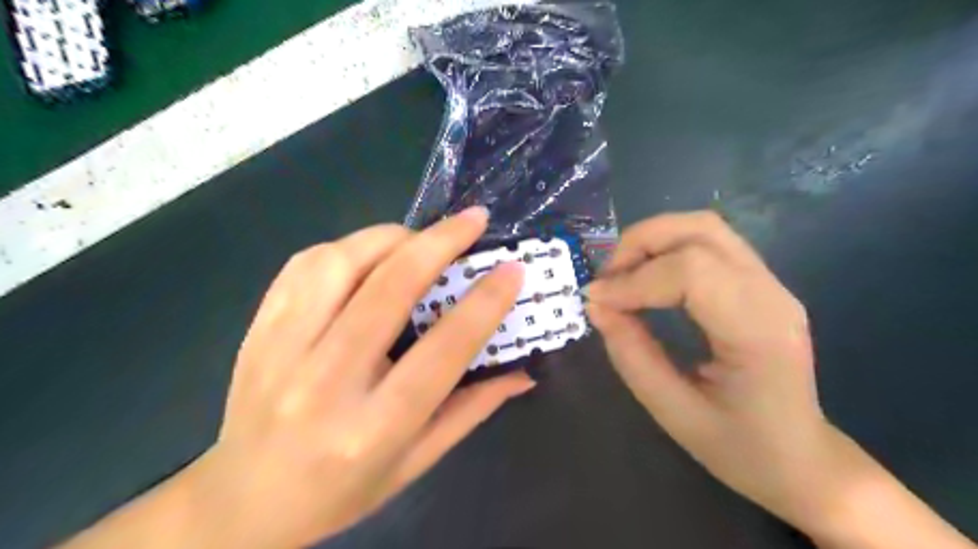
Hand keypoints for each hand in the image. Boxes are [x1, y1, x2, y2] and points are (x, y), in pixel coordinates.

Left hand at [190, 205, 534, 548]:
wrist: (243, 503)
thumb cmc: (342, 491)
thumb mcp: (416, 462)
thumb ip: (472, 410)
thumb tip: (523, 371)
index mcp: (373, 428)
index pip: (442, 351)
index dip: (484, 304)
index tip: (511, 270)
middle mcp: (325, 384)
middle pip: (389, 290)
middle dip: (440, 243)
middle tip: (473, 220)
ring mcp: (281, 351)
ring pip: (339, 264)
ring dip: (390, 239)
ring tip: (418, 241)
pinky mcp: (257, 331)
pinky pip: (302, 267)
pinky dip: (345, 247)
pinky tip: (368, 255)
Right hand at [583, 213, 835, 528]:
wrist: (803, 460)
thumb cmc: (742, 449)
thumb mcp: (674, 413)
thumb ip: (631, 355)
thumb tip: (596, 305)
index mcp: (760, 332)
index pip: (692, 271)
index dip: (634, 279)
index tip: (595, 301)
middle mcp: (772, 294)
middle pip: (701, 229)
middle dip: (640, 243)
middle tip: (606, 278)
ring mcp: (770, 284)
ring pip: (704, 227)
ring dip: (652, 240)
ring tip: (621, 275)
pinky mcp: (758, 284)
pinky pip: (708, 244)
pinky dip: (666, 249)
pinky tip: (646, 277)